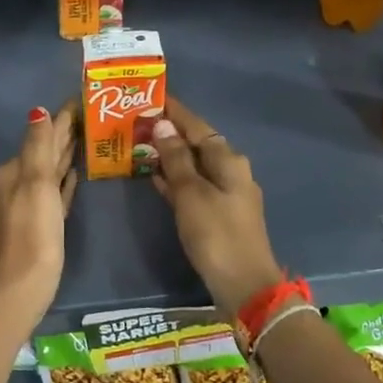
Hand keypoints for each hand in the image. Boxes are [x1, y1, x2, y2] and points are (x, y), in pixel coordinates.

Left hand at [0, 100, 76, 311]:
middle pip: (45, 151)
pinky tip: (75, 175)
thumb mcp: (35, 183)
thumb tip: (38, 111)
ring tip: (87, 137)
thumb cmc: (32, 230)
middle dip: (64, 133)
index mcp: (14, 171)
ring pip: (51, 171)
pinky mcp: (42, 223)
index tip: (82, 99)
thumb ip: (38, 146)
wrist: (24, 282)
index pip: (41, 135)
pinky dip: (64, 181)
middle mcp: (17, 183)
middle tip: (91, 114)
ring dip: (66, 154)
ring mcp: (29, 204)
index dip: (62, 118)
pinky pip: (55, 192)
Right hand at [150, 97, 282, 316]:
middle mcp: (231, 171)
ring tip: (140, 146)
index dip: (175, 112)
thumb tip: (164, 125)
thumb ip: (176, 159)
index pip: (197, 126)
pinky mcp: (219, 214)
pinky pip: (194, 186)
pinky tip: (155, 178)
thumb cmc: (216, 234)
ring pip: (194, 166)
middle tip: (138, 122)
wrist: (244, 285)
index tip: (152, 97)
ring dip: (170, 156)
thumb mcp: (191, 194)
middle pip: (197, 144)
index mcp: (228, 160)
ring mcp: (227, 194)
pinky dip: (175, 179)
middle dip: (170, 133)